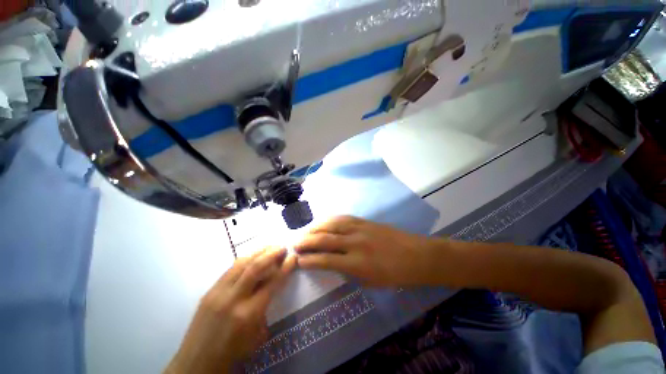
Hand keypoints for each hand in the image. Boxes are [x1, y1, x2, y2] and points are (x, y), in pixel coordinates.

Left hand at [165, 247, 296, 373]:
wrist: (196, 363)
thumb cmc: (232, 353)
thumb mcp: (257, 336)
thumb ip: (266, 309)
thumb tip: (271, 286)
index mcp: (249, 314)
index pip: (272, 283)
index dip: (285, 268)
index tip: (293, 257)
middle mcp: (233, 299)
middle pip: (255, 267)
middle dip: (272, 254)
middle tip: (283, 247)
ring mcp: (218, 293)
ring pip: (241, 263)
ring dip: (258, 252)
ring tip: (270, 246)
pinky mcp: (209, 291)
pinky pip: (230, 269)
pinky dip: (245, 259)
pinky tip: (253, 256)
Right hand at [294, 216, 437, 286]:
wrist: (416, 255)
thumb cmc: (394, 274)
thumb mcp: (369, 281)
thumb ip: (348, 271)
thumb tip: (331, 263)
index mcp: (356, 263)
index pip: (325, 260)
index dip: (309, 260)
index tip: (298, 260)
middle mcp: (355, 243)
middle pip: (325, 239)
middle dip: (307, 241)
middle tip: (295, 244)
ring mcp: (360, 229)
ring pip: (331, 224)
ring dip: (315, 227)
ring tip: (305, 231)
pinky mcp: (364, 221)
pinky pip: (343, 218)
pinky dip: (330, 220)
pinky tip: (323, 221)